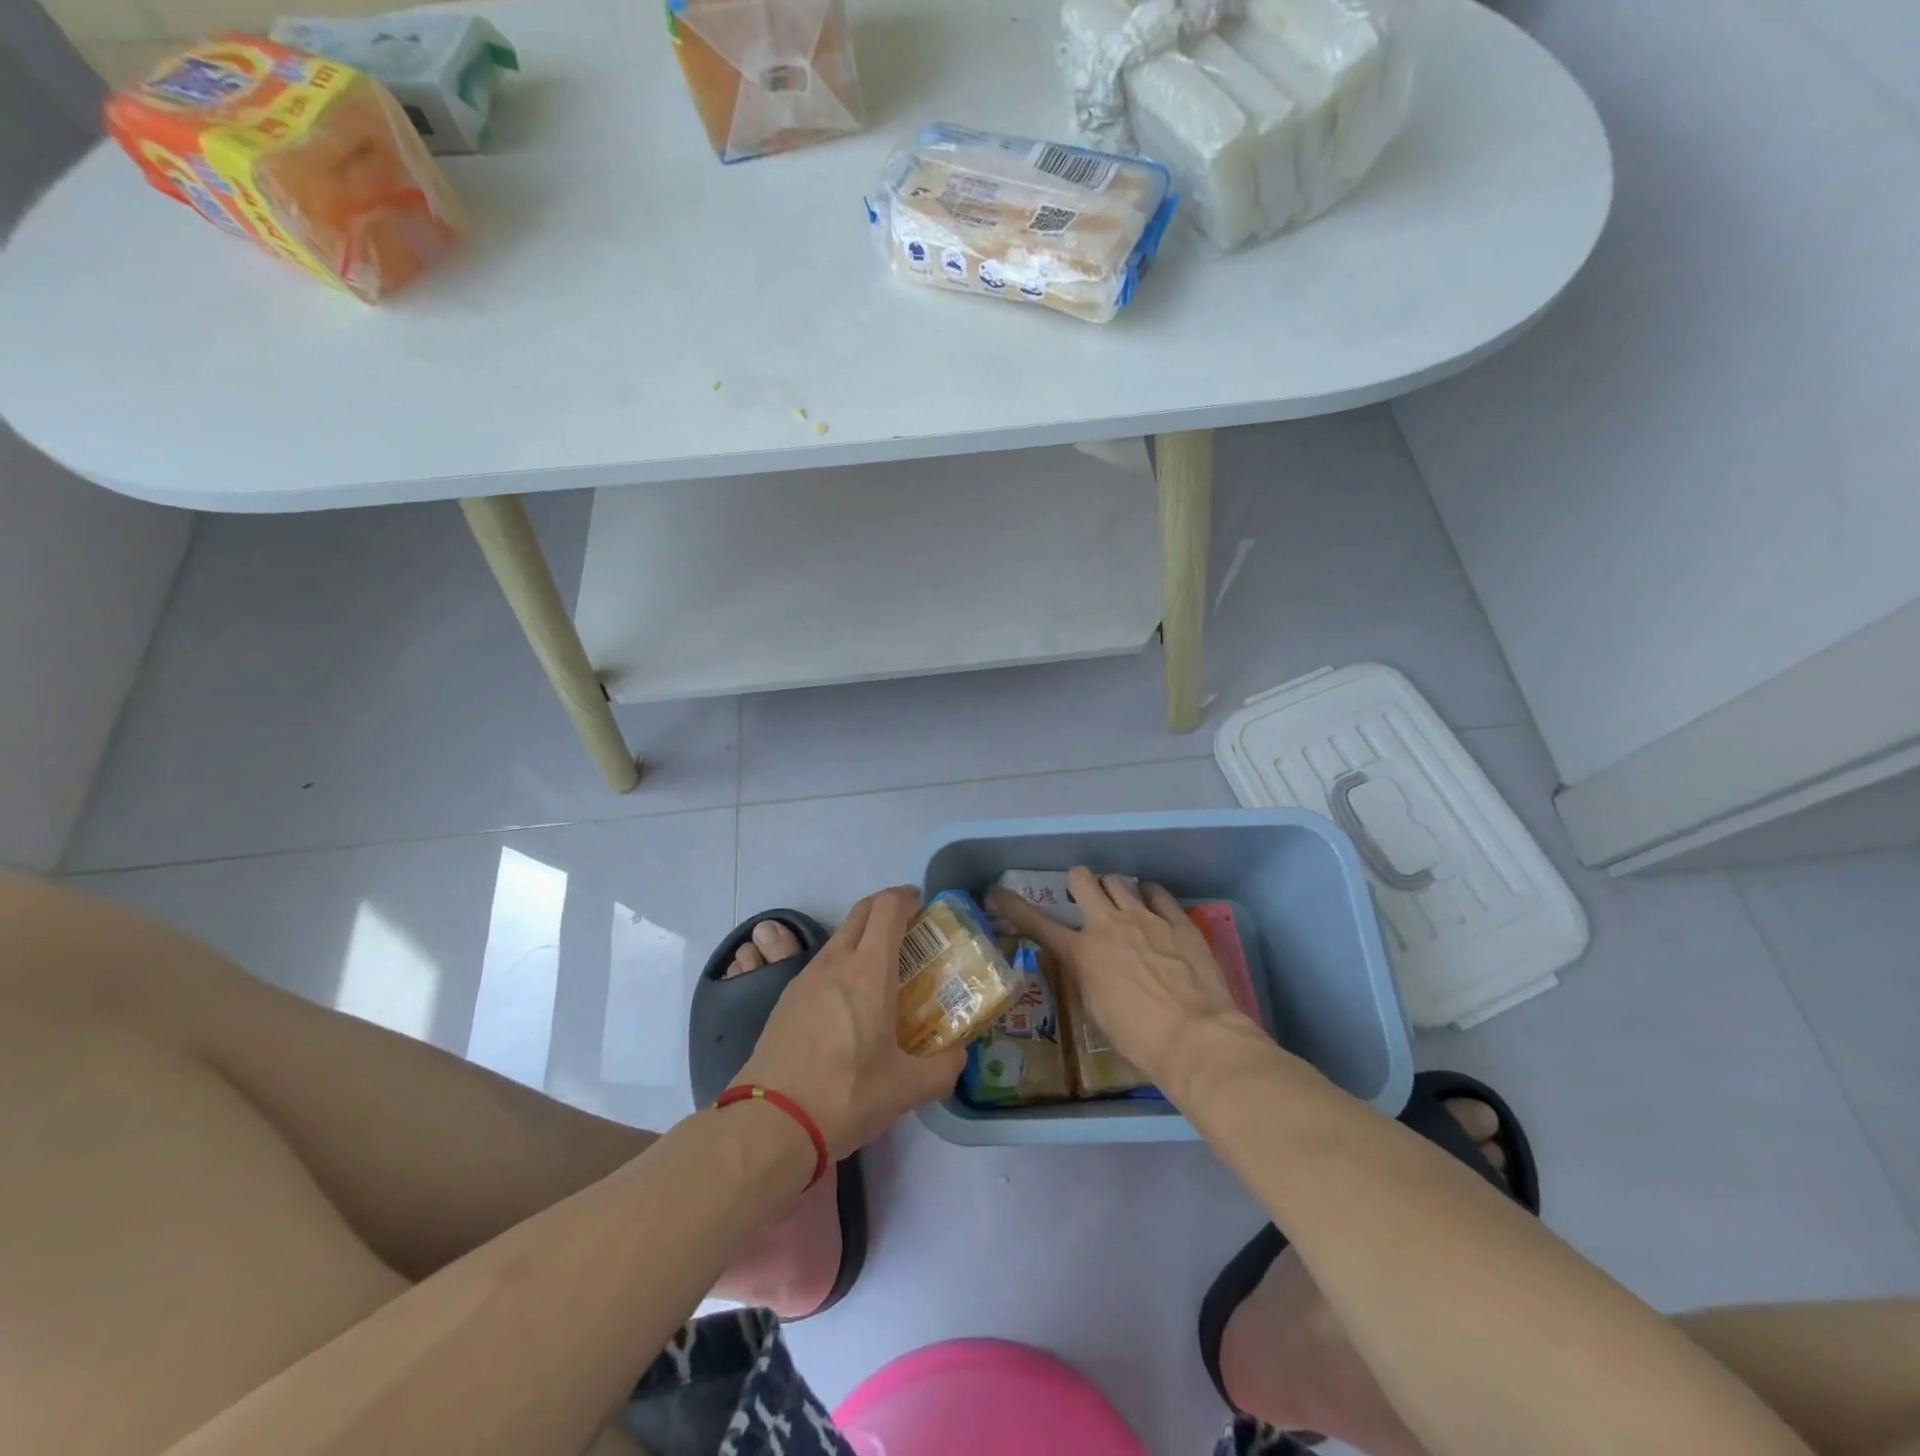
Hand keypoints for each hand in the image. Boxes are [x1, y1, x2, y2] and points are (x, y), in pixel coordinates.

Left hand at [737, 887, 966, 1160]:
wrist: (770, 1123)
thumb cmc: (846, 1095)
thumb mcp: (906, 1089)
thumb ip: (943, 1069)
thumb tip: (958, 1056)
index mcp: (868, 971)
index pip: (887, 908)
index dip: (906, 897)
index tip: (923, 905)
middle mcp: (835, 963)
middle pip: (861, 912)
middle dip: (886, 908)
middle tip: (910, 929)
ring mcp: (805, 978)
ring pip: (839, 938)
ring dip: (863, 937)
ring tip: (883, 970)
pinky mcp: (786, 999)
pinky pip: (821, 965)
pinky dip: (842, 964)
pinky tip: (850, 1003)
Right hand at [987, 868, 1253, 1088]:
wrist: (1196, 1038)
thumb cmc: (1138, 1038)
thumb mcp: (1095, 1010)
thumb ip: (1084, 976)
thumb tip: (1085, 963)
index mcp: (1082, 952)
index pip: (1036, 922)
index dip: (1012, 905)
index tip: (997, 893)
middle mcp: (1109, 924)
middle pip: (1082, 879)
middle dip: (1078, 884)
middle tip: (1083, 898)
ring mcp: (1145, 917)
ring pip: (1118, 881)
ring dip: (1113, 890)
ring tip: (1121, 905)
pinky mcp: (1177, 920)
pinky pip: (1157, 892)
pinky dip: (1149, 896)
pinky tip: (1152, 905)